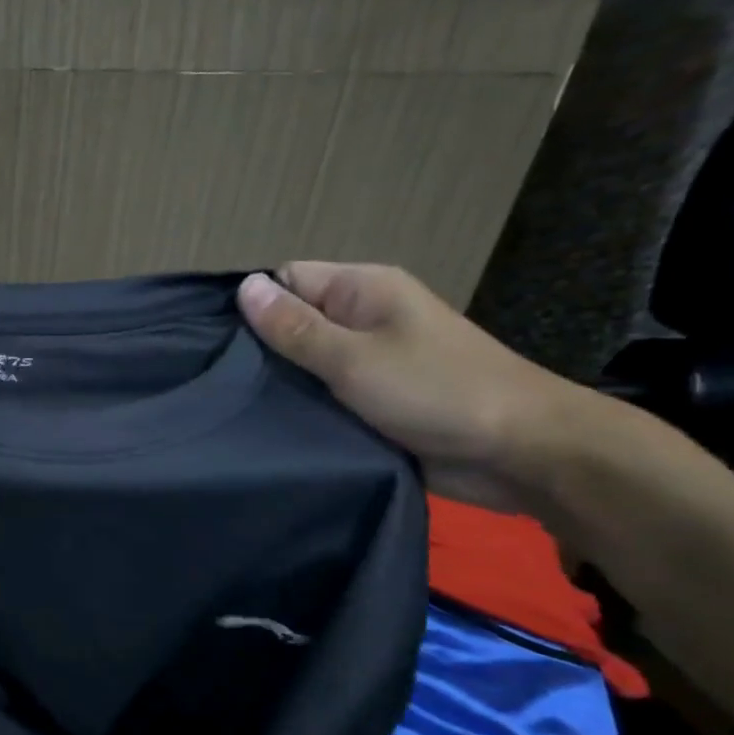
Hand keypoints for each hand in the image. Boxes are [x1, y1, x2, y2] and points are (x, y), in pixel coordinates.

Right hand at [237, 264, 600, 509]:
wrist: (521, 454)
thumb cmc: (436, 392)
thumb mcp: (354, 358)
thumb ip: (295, 328)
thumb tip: (244, 288)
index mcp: (363, 290)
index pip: (287, 280)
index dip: (252, 304)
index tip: (212, 342)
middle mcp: (363, 319)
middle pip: (292, 323)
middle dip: (258, 350)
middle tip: (214, 381)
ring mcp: (369, 362)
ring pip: (304, 365)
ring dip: (279, 384)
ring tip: (231, 406)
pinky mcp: (371, 401)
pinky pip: (322, 396)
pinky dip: (301, 408)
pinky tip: (266, 426)